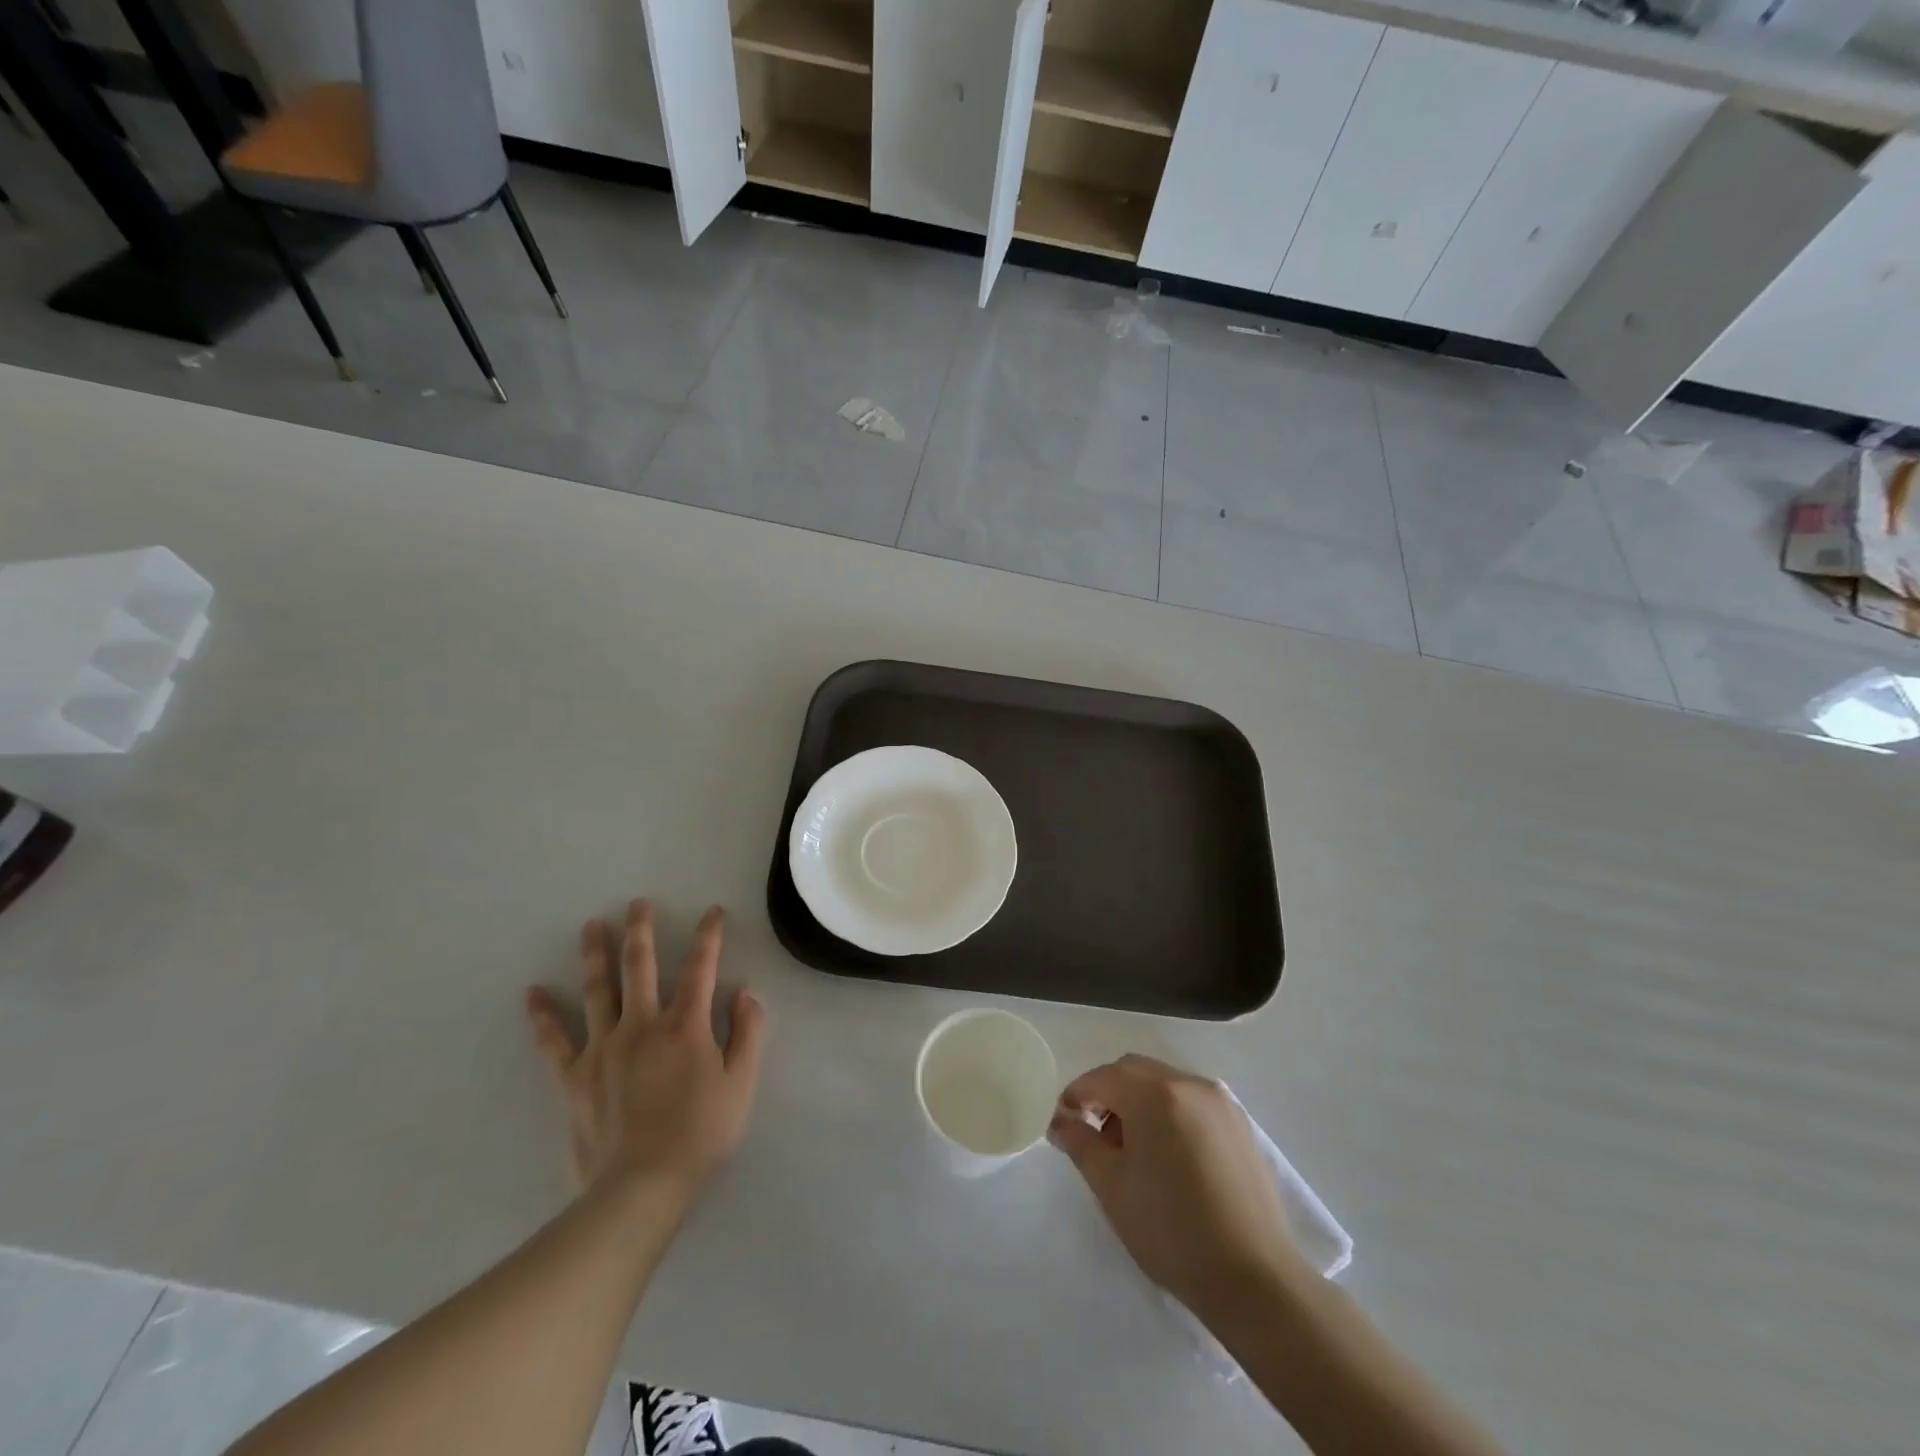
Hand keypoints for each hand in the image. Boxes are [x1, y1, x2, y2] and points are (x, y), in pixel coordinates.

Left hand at [525, 900, 766, 1206]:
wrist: (641, 1188)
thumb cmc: (700, 1134)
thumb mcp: (742, 1084)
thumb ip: (748, 1033)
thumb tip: (745, 992)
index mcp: (685, 1025)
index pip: (700, 968)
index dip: (708, 936)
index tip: (712, 912)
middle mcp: (642, 1025)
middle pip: (641, 967)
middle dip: (641, 931)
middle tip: (638, 903)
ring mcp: (603, 1048)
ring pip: (598, 991)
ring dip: (595, 955)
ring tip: (591, 926)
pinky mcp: (574, 1077)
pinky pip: (554, 1041)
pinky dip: (543, 1017)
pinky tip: (533, 994)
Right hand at [1049, 1054, 1308, 1325]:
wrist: (1255, 1279)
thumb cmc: (1171, 1231)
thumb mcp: (1112, 1187)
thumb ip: (1081, 1144)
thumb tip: (1061, 1121)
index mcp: (1154, 1094)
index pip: (1102, 1077)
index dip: (1077, 1095)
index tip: (1063, 1121)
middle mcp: (1188, 1084)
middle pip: (1134, 1071)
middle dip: (1108, 1093)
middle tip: (1095, 1135)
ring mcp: (1219, 1102)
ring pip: (1164, 1083)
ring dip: (1139, 1101)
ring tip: (1133, 1150)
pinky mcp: (1239, 1124)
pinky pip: (1191, 1100)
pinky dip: (1169, 1112)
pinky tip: (1168, 1156)